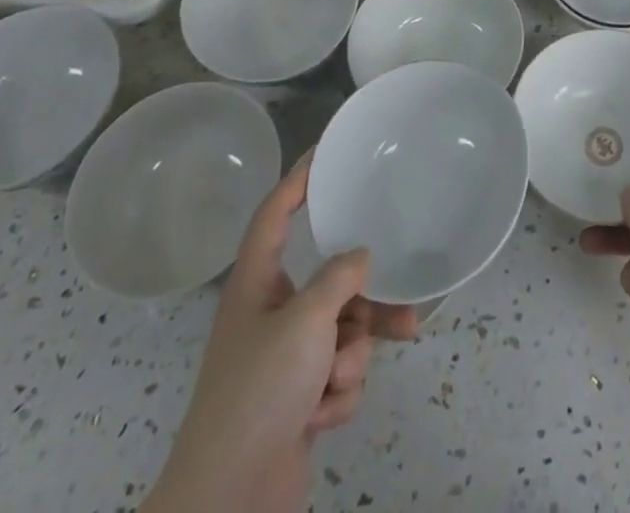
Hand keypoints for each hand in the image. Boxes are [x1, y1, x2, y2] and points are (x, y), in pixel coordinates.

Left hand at [144, 157, 419, 512]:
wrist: (229, 502)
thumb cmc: (260, 391)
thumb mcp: (306, 323)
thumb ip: (339, 279)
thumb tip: (361, 256)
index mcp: (257, 284)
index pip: (275, 213)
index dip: (299, 178)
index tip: (327, 151)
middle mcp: (271, 314)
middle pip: (329, 284)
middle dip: (361, 304)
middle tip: (400, 302)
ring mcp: (286, 360)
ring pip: (342, 332)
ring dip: (348, 359)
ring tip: (340, 382)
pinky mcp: (299, 399)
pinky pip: (338, 374)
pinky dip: (337, 394)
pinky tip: (319, 418)